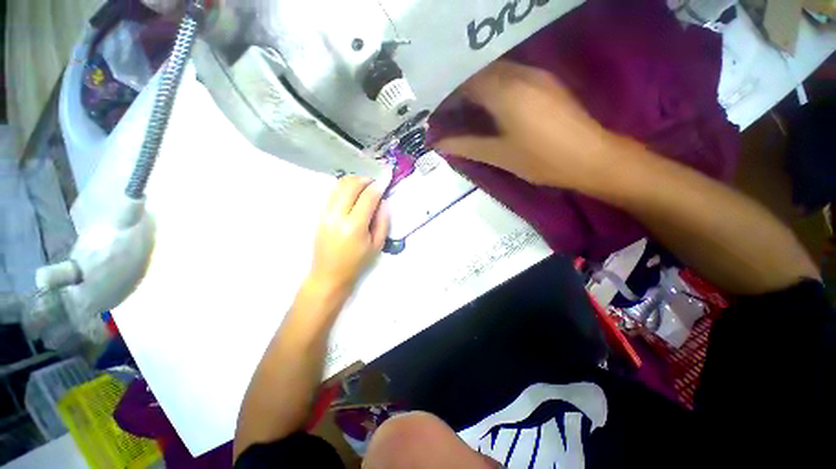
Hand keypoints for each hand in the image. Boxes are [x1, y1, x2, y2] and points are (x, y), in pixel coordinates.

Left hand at [306, 176, 388, 295]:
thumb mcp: (377, 245)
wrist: (329, 274)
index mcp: (354, 226)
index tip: (385, 180)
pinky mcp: (319, 214)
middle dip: (365, 180)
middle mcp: (337, 216)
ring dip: (353, 181)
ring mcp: (325, 213)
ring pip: (339, 185)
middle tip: (375, 183)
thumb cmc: (357, 262)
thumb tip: (383, 201)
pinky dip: (343, 187)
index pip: (368, 197)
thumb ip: (383, 221)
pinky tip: (352, 193)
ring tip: (364, 185)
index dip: (378, 186)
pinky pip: (332, 192)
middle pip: (351, 185)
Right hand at [436, 61, 620, 190]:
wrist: (591, 158)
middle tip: (451, 113)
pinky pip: (513, 77)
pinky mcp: (547, 83)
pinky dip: (496, 89)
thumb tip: (438, 144)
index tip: (438, 112)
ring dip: (479, 88)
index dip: (448, 96)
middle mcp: (520, 74)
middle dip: (461, 90)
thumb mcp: (498, 155)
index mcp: (505, 91)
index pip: (465, 82)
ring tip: (468, 111)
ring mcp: (537, 75)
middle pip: (480, 73)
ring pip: (497, 73)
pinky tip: (492, 108)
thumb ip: (465, 145)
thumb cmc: (541, 159)